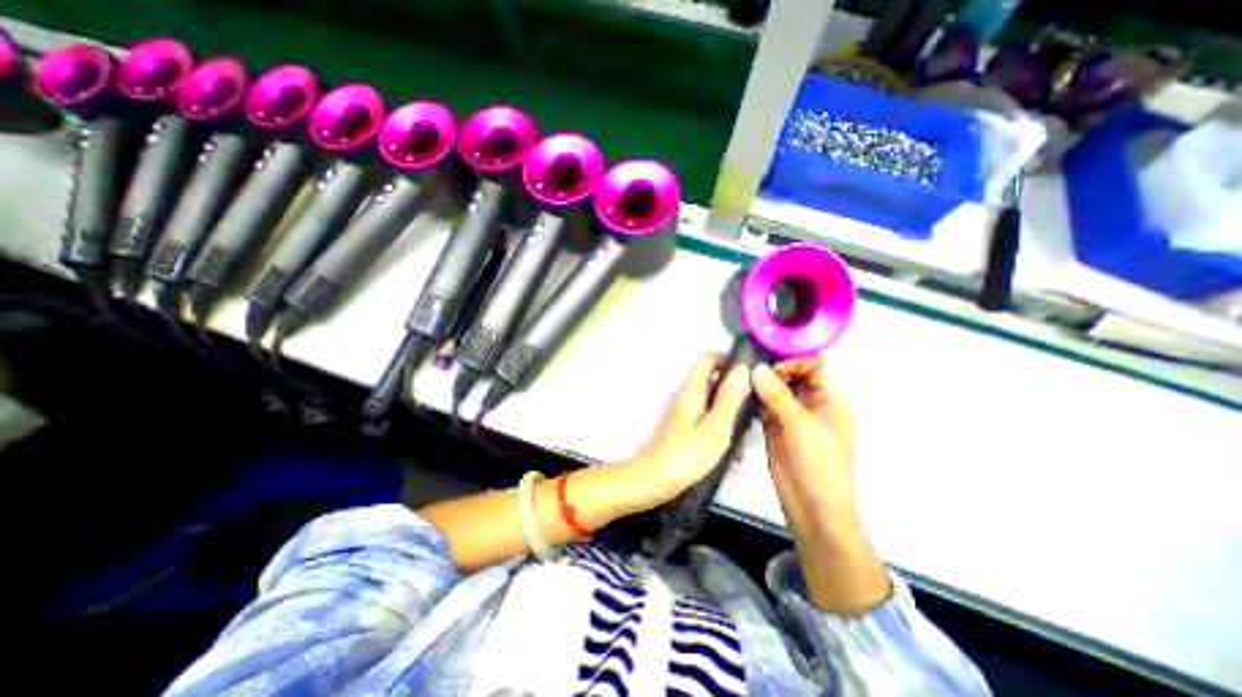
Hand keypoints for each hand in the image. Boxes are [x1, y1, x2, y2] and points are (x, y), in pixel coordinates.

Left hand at [616, 355, 751, 512]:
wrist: (650, 481)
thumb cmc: (685, 456)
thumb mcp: (715, 428)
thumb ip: (729, 398)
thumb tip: (741, 369)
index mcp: (692, 390)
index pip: (709, 359)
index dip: (730, 361)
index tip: (751, 376)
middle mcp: (685, 396)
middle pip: (713, 380)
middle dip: (735, 391)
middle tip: (754, 411)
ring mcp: (681, 412)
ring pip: (711, 402)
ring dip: (729, 414)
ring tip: (745, 437)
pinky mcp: (681, 427)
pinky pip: (705, 418)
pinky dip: (719, 427)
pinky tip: (731, 453)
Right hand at [747, 360, 893, 614]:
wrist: (811, 507)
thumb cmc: (818, 464)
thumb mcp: (801, 426)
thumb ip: (778, 395)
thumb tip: (756, 369)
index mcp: (831, 400)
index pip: (815, 366)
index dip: (794, 362)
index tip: (770, 366)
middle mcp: (812, 403)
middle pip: (793, 375)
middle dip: (773, 370)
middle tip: (749, 370)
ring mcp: (792, 415)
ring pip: (776, 389)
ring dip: (761, 383)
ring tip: (741, 378)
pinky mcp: (775, 425)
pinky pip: (764, 404)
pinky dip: (754, 398)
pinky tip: (741, 395)